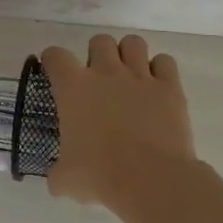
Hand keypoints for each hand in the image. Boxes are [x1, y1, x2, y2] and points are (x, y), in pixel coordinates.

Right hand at [39, 34, 195, 211]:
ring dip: (128, 55)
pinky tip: (155, 87)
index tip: (54, 72)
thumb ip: (58, 173)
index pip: (56, 56)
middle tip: (97, 79)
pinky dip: (160, 70)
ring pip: (133, 43)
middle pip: (99, 41)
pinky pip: (165, 62)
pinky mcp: (169, 88)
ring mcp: (140, 77)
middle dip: (96, 55)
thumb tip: (57, 181)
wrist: (150, 178)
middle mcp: (105, 73)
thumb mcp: (65, 179)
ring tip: (128, 76)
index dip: (52, 60)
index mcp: (73, 88)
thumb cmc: (99, 174)